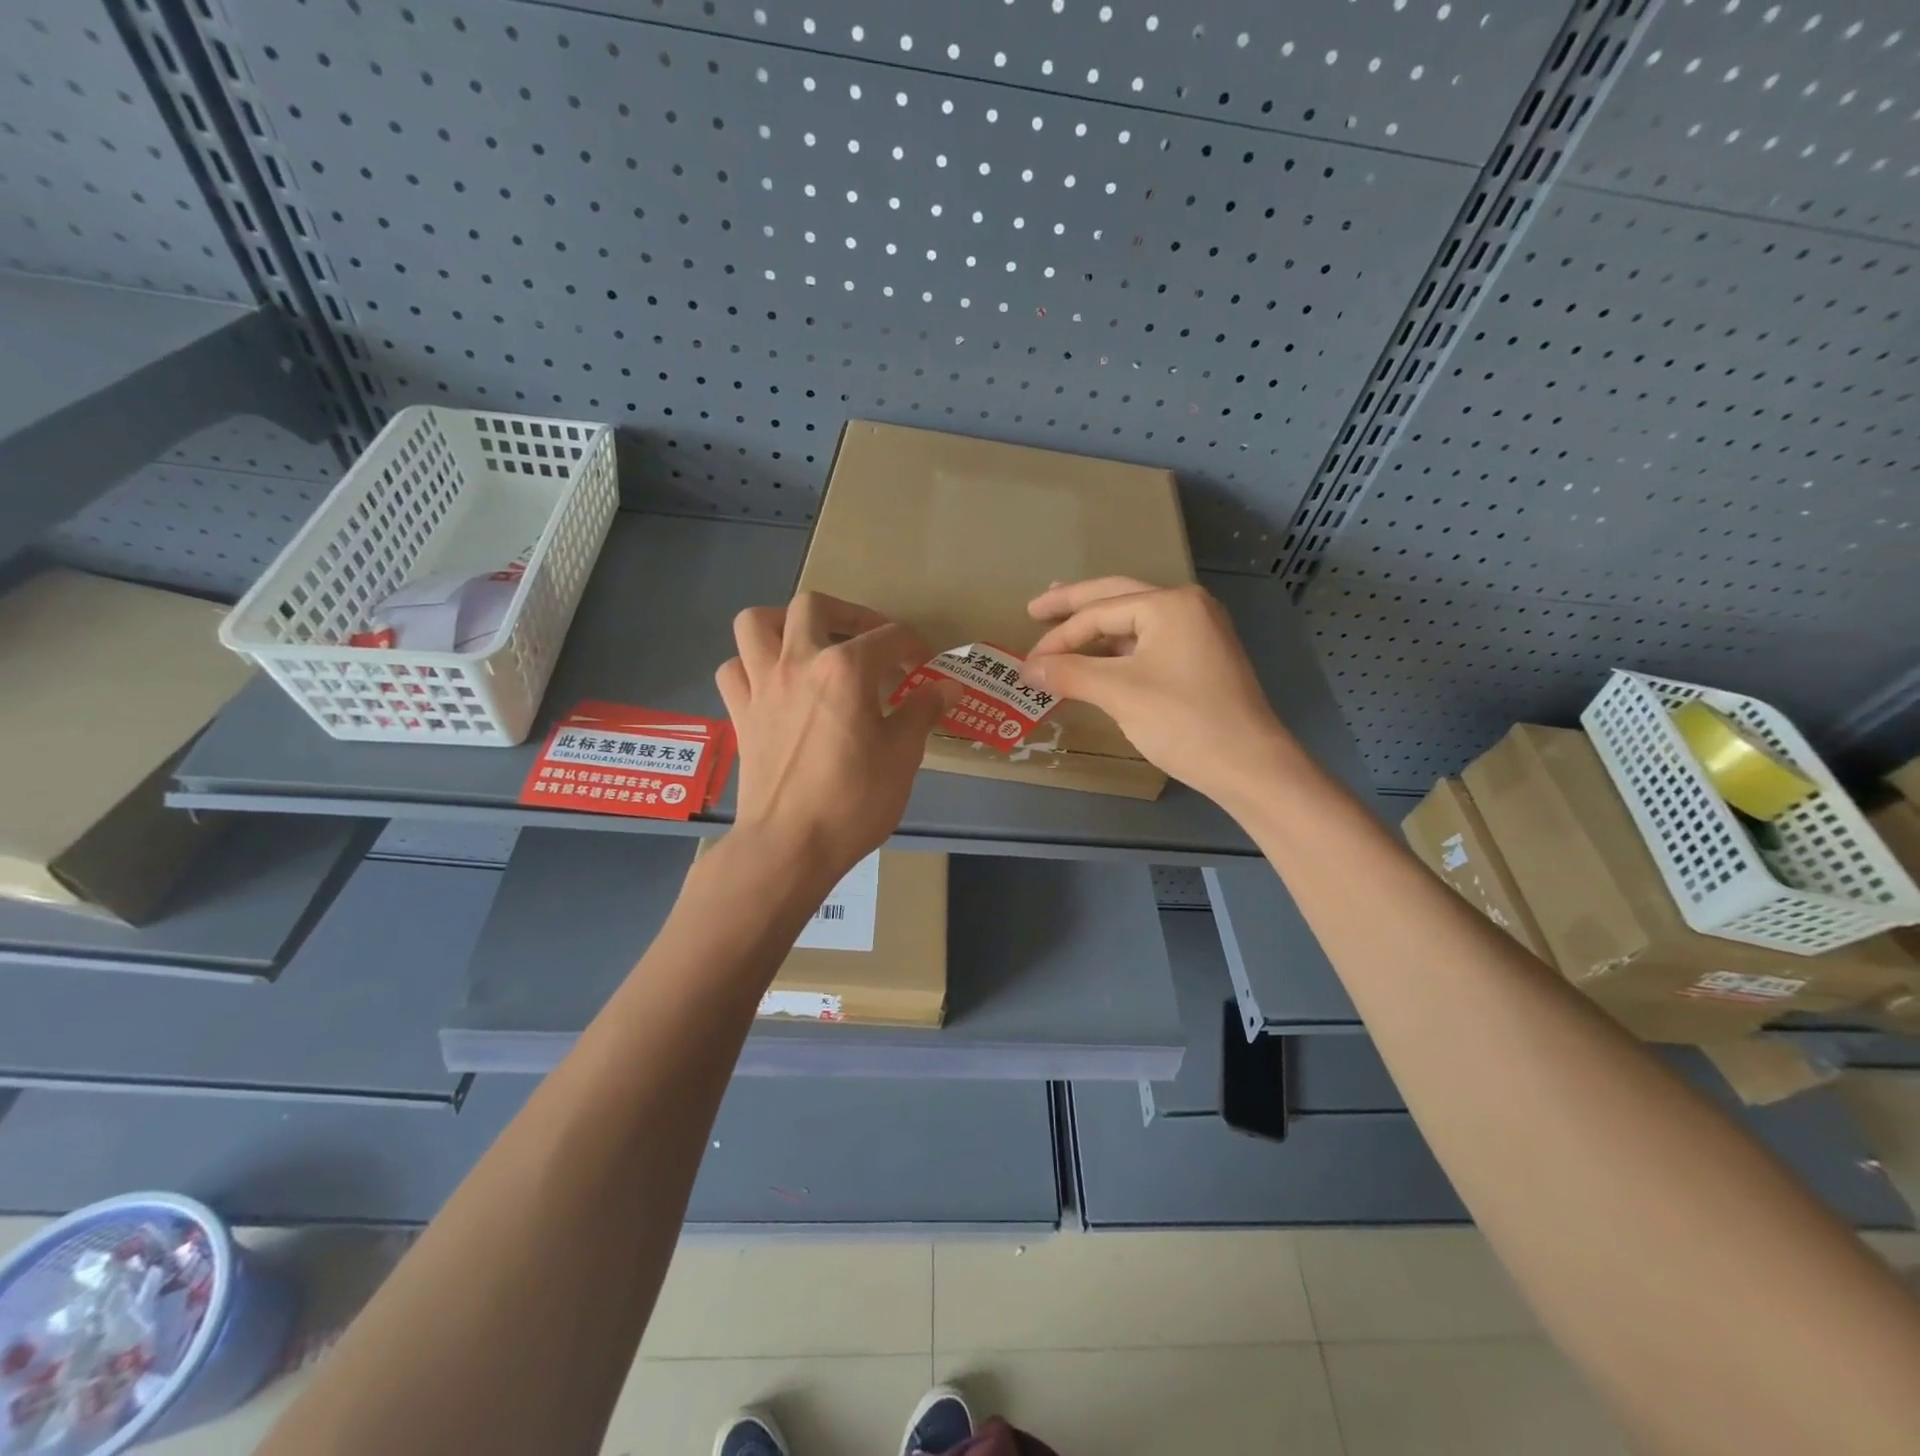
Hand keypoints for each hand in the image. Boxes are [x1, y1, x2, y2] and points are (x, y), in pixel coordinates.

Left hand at [716, 592, 956, 876]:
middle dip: (847, 614)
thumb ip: (922, 711)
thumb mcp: (902, 755)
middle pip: (814, 606)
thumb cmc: (854, 800)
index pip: (888, 637)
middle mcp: (799, 662)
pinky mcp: (740, 712)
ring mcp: (762, 685)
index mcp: (845, 669)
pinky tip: (773, 683)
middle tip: (868, 640)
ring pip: (756, 623)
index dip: (913, 645)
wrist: (790, 844)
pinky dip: (751, 666)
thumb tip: (947, 686)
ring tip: (809, 645)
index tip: (924, 665)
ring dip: (784, 624)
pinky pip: (734, 669)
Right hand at [1024, 577, 1297, 804]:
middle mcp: (1187, 606)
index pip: (1098, 613)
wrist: (1249, 766)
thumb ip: (1069, 673)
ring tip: (1062, 626)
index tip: (1027, 664)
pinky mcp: (1201, 658)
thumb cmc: (1184, 722)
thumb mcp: (1120, 694)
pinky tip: (1099, 657)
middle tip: (1035, 609)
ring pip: (1134, 620)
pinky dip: (1118, 648)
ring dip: (1096, 626)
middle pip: (1117, 597)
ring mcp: (1199, 631)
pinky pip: (1149, 641)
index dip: (1058, 637)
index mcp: (1170, 604)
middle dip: (1074, 604)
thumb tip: (1026, 668)